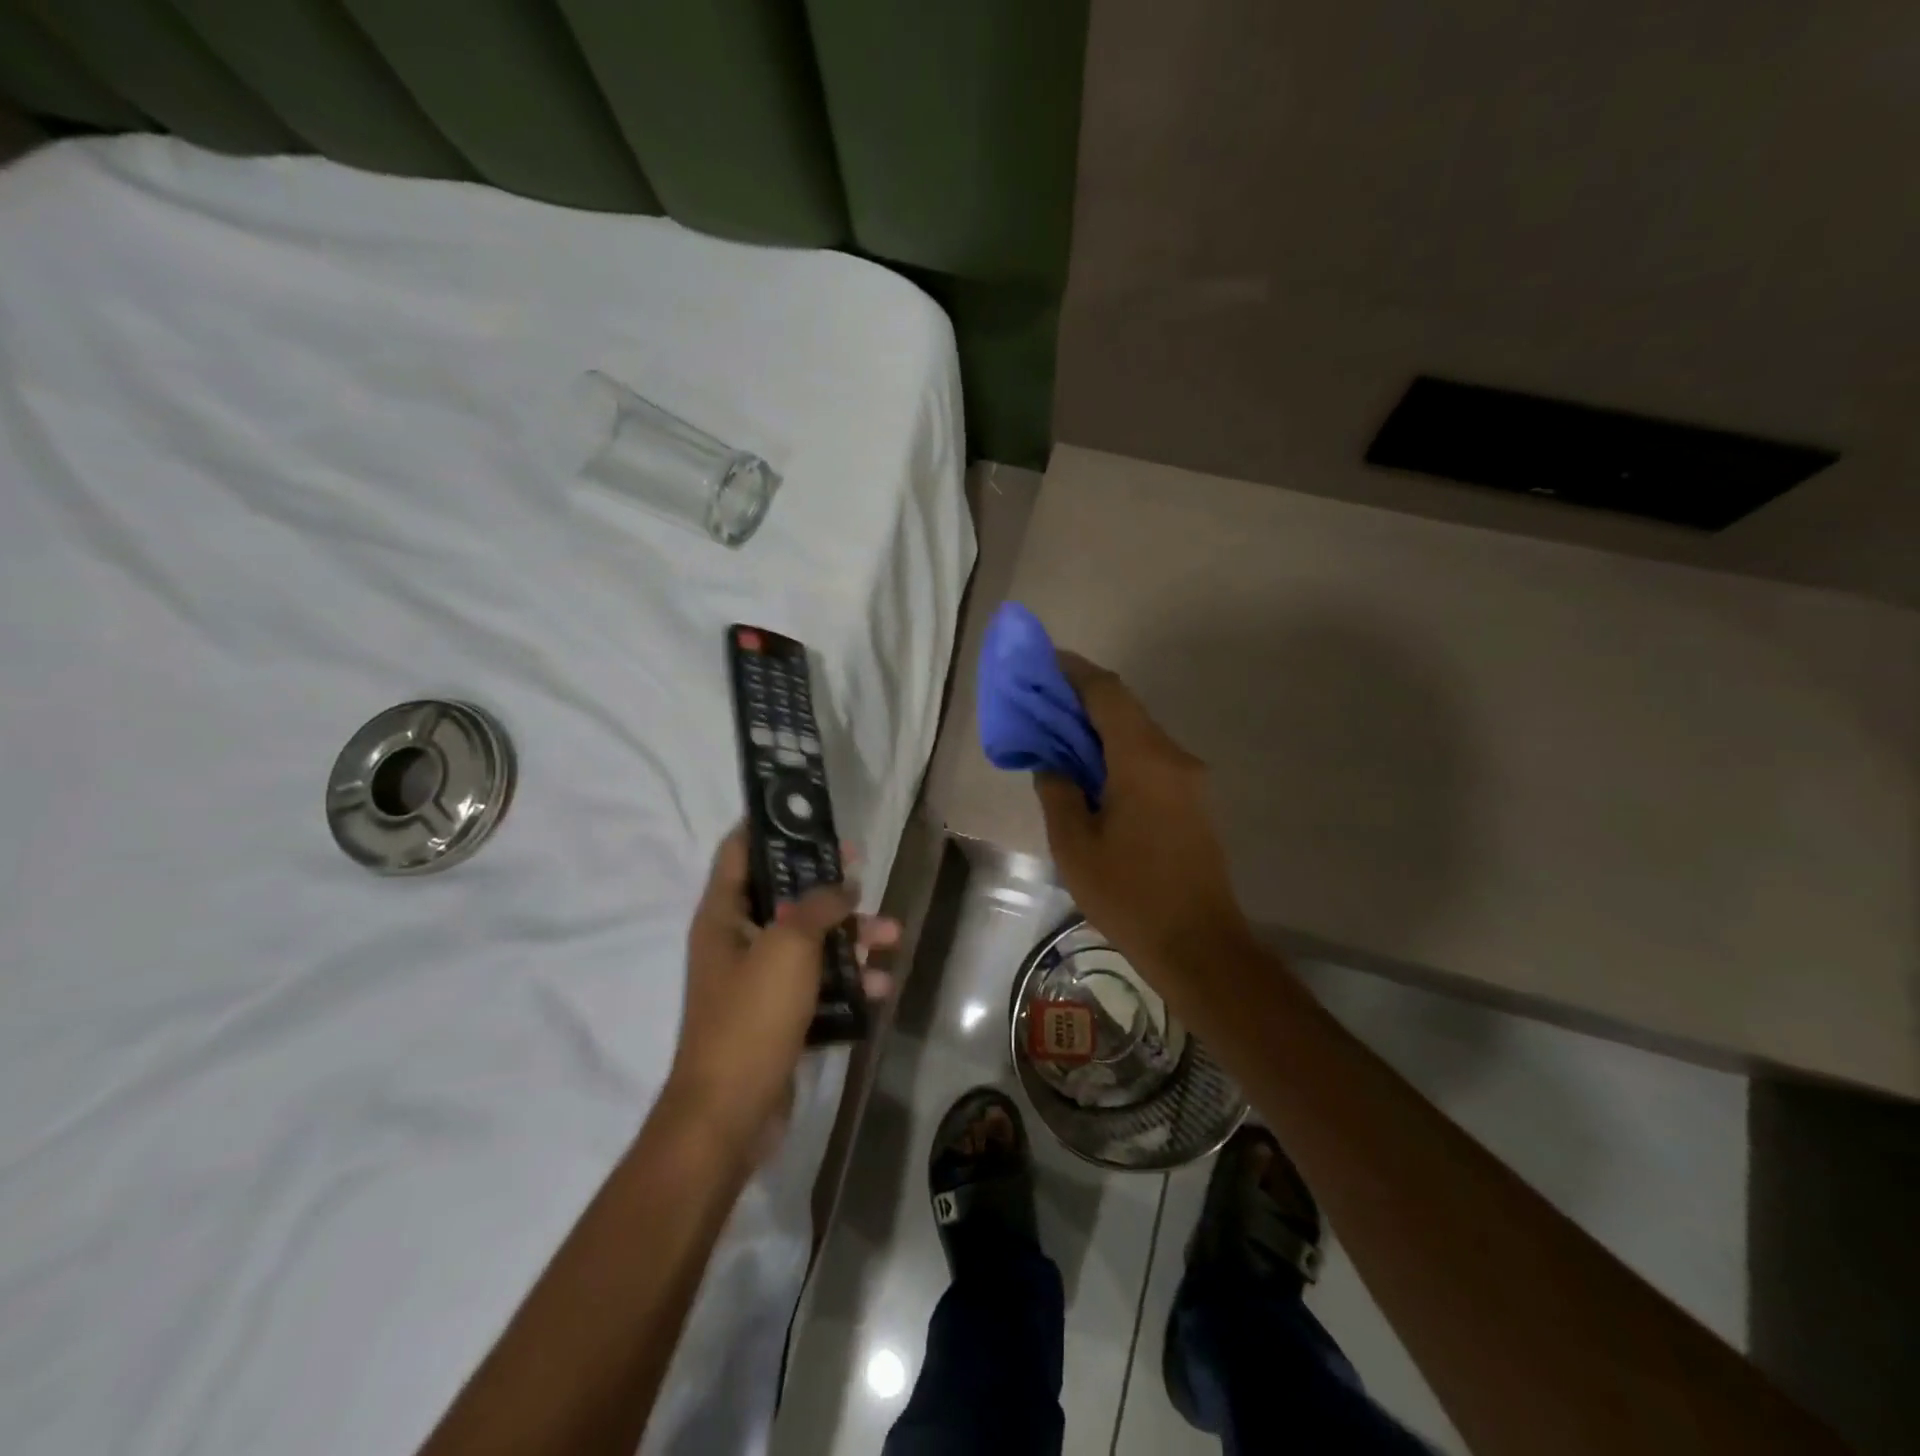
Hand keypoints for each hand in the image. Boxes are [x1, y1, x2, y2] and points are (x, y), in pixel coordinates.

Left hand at [668, 827, 897, 1159]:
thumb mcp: (788, 948)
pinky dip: (847, 980)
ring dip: (850, 936)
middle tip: (864, 869)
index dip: (771, 826)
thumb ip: (817, 906)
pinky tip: (880, 987)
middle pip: (786, 894)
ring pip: (810, 941)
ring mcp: (757, 980)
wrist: (729, 1114)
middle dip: (828, 884)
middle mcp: (737, 940)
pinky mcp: (777, 1014)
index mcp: (724, 915)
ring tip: (893, 936)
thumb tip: (840, 885)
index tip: (810, 814)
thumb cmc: (751, 1017)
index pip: (739, 851)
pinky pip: (817, 983)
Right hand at [1034, 653, 1253, 975]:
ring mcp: (1190, 779)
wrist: (1199, 945)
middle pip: (1126, 709)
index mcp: (1143, 760)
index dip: (1075, 671)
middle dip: (1083, 700)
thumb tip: (1052, 763)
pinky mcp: (1194, 801)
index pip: (1108, 693)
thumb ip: (1058, 792)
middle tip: (1041, 703)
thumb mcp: (1075, 846)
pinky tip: (1092, 774)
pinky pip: (1151, 760)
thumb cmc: (1130, 895)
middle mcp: (1173, 757)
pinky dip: (1119, 754)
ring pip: (1139, 735)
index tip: (1044, 662)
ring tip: (1059, 739)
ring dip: (1100, 729)